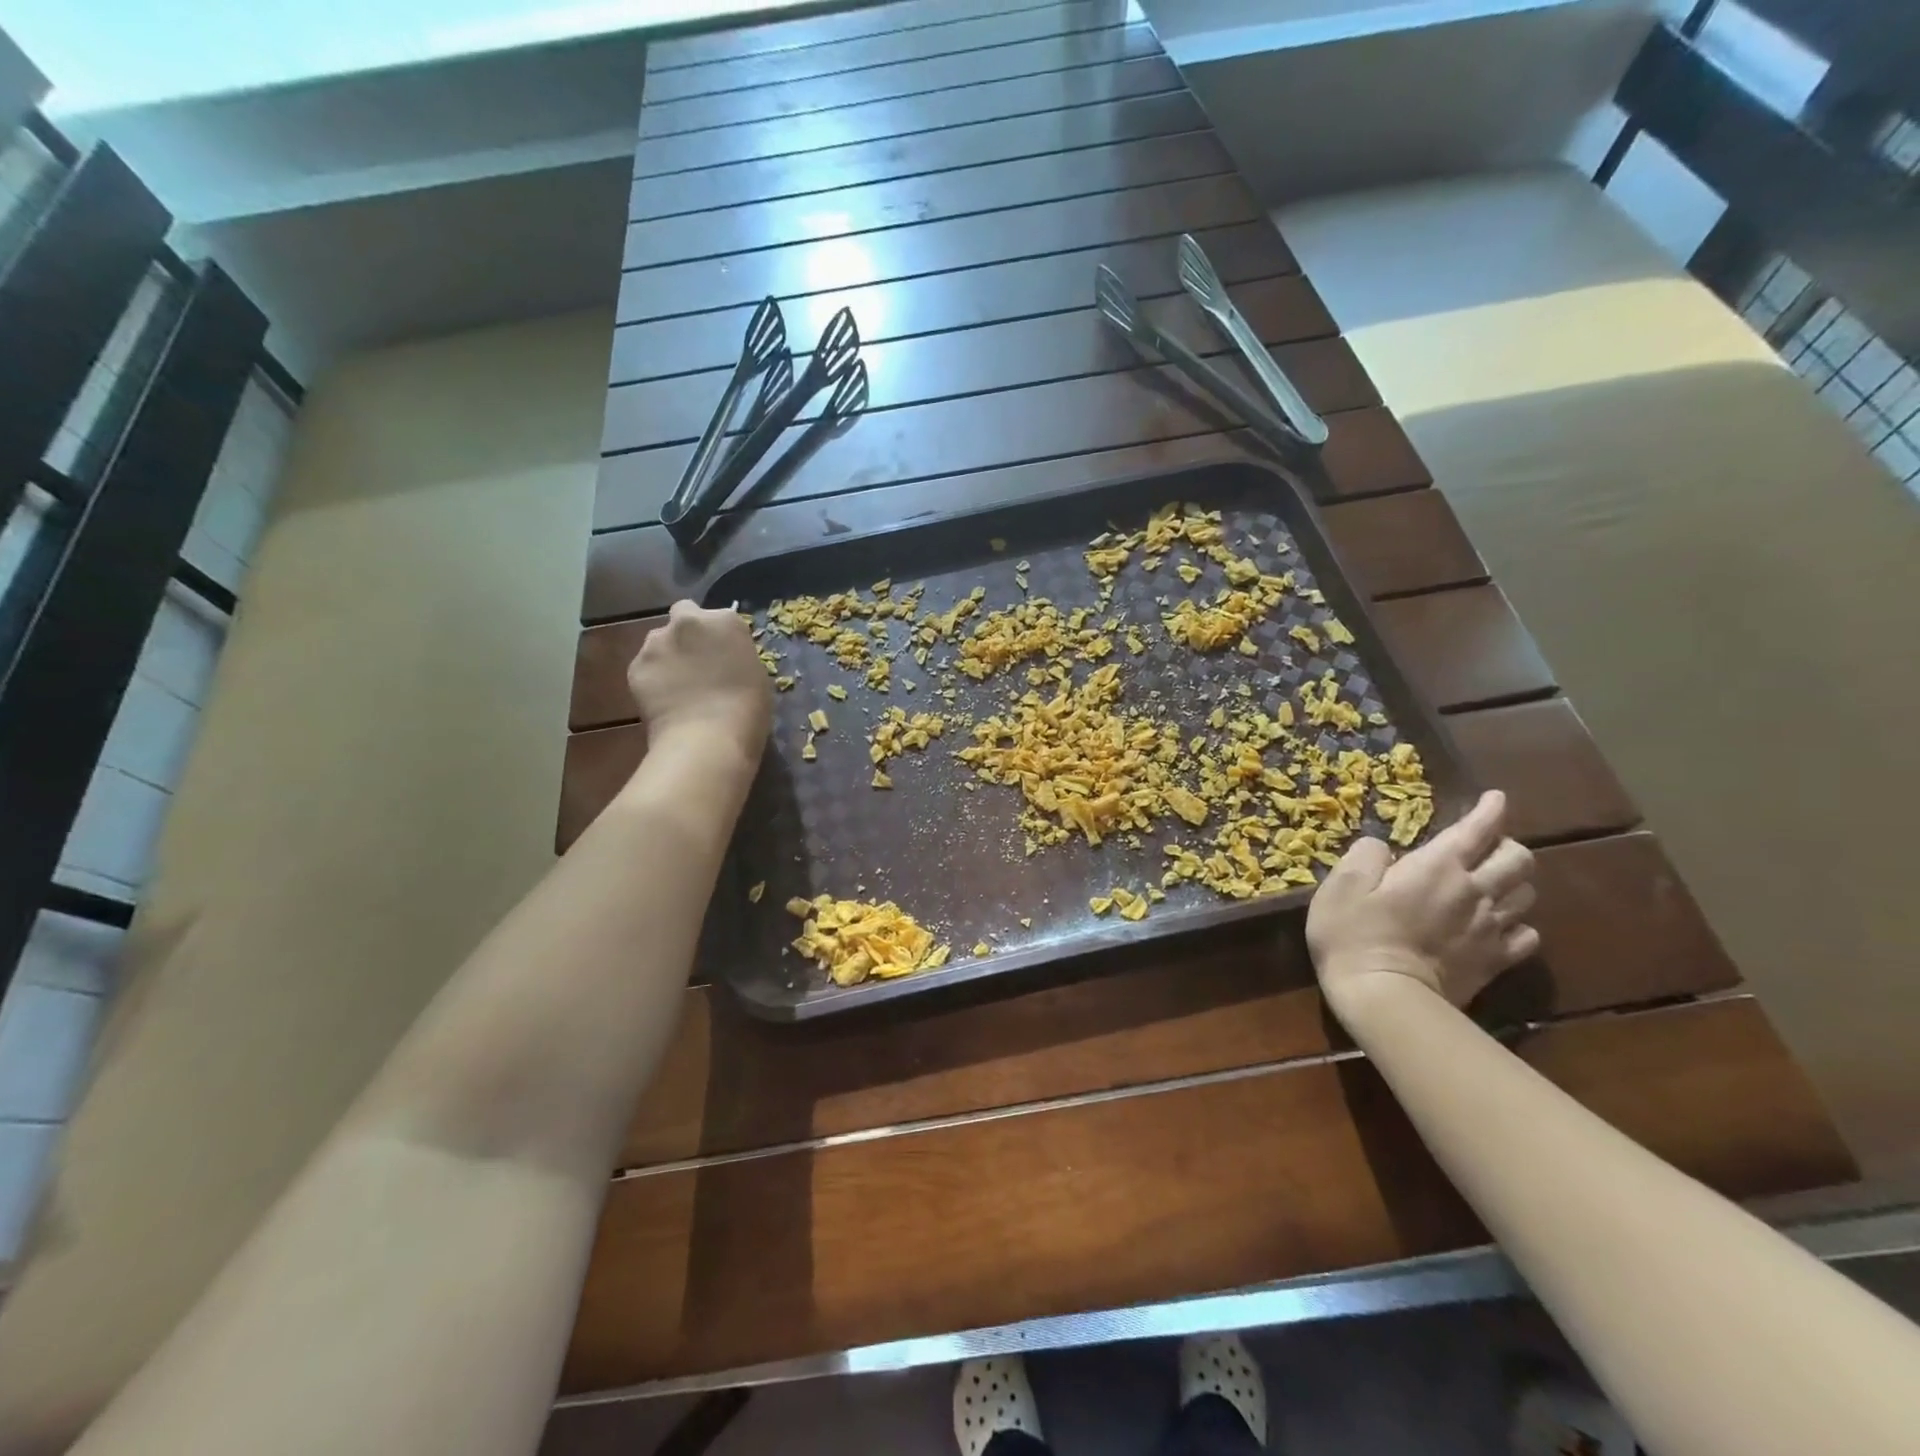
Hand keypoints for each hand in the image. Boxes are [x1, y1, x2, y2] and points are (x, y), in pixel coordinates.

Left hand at [626, 600, 771, 768]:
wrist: (707, 739)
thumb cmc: (747, 710)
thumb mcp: (756, 674)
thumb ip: (736, 656)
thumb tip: (724, 659)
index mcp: (725, 620)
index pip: (720, 617)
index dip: (720, 636)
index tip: (724, 655)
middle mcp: (688, 621)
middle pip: (684, 614)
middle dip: (688, 632)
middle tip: (697, 662)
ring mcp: (656, 642)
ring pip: (659, 640)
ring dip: (668, 654)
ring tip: (677, 685)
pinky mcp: (635, 666)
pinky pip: (645, 666)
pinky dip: (652, 678)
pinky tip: (663, 700)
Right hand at [1305, 790, 1539, 1018]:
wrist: (1385, 998)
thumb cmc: (1354, 935)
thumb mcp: (1341, 886)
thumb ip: (1365, 856)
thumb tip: (1381, 846)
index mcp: (1437, 867)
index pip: (1477, 829)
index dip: (1490, 810)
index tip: (1496, 798)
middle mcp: (1474, 891)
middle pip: (1517, 859)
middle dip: (1507, 845)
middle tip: (1487, 846)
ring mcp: (1490, 928)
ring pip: (1526, 894)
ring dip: (1514, 882)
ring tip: (1495, 882)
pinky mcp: (1495, 961)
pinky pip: (1526, 936)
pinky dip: (1518, 925)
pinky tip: (1501, 926)